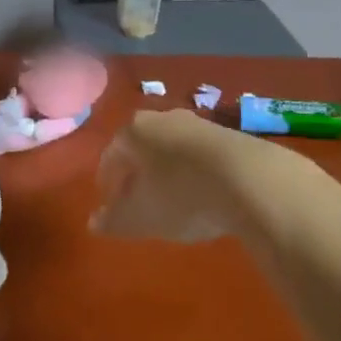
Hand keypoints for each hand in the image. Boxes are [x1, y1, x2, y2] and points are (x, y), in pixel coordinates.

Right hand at [92, 109, 284, 242]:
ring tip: (171, 201)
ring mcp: (195, 122)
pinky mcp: (225, 133)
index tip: (112, 206)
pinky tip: (201, 194)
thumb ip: (114, 220)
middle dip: (137, 174)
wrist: (247, 177)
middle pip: (141, 147)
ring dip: (166, 172)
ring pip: (170, 148)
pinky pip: (197, 153)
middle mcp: (161, 118)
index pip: (111, 156)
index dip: (108, 183)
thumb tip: (94, 222)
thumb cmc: (180, 196)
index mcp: (134, 132)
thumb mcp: (141, 218)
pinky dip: (192, 171)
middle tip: (138, 202)